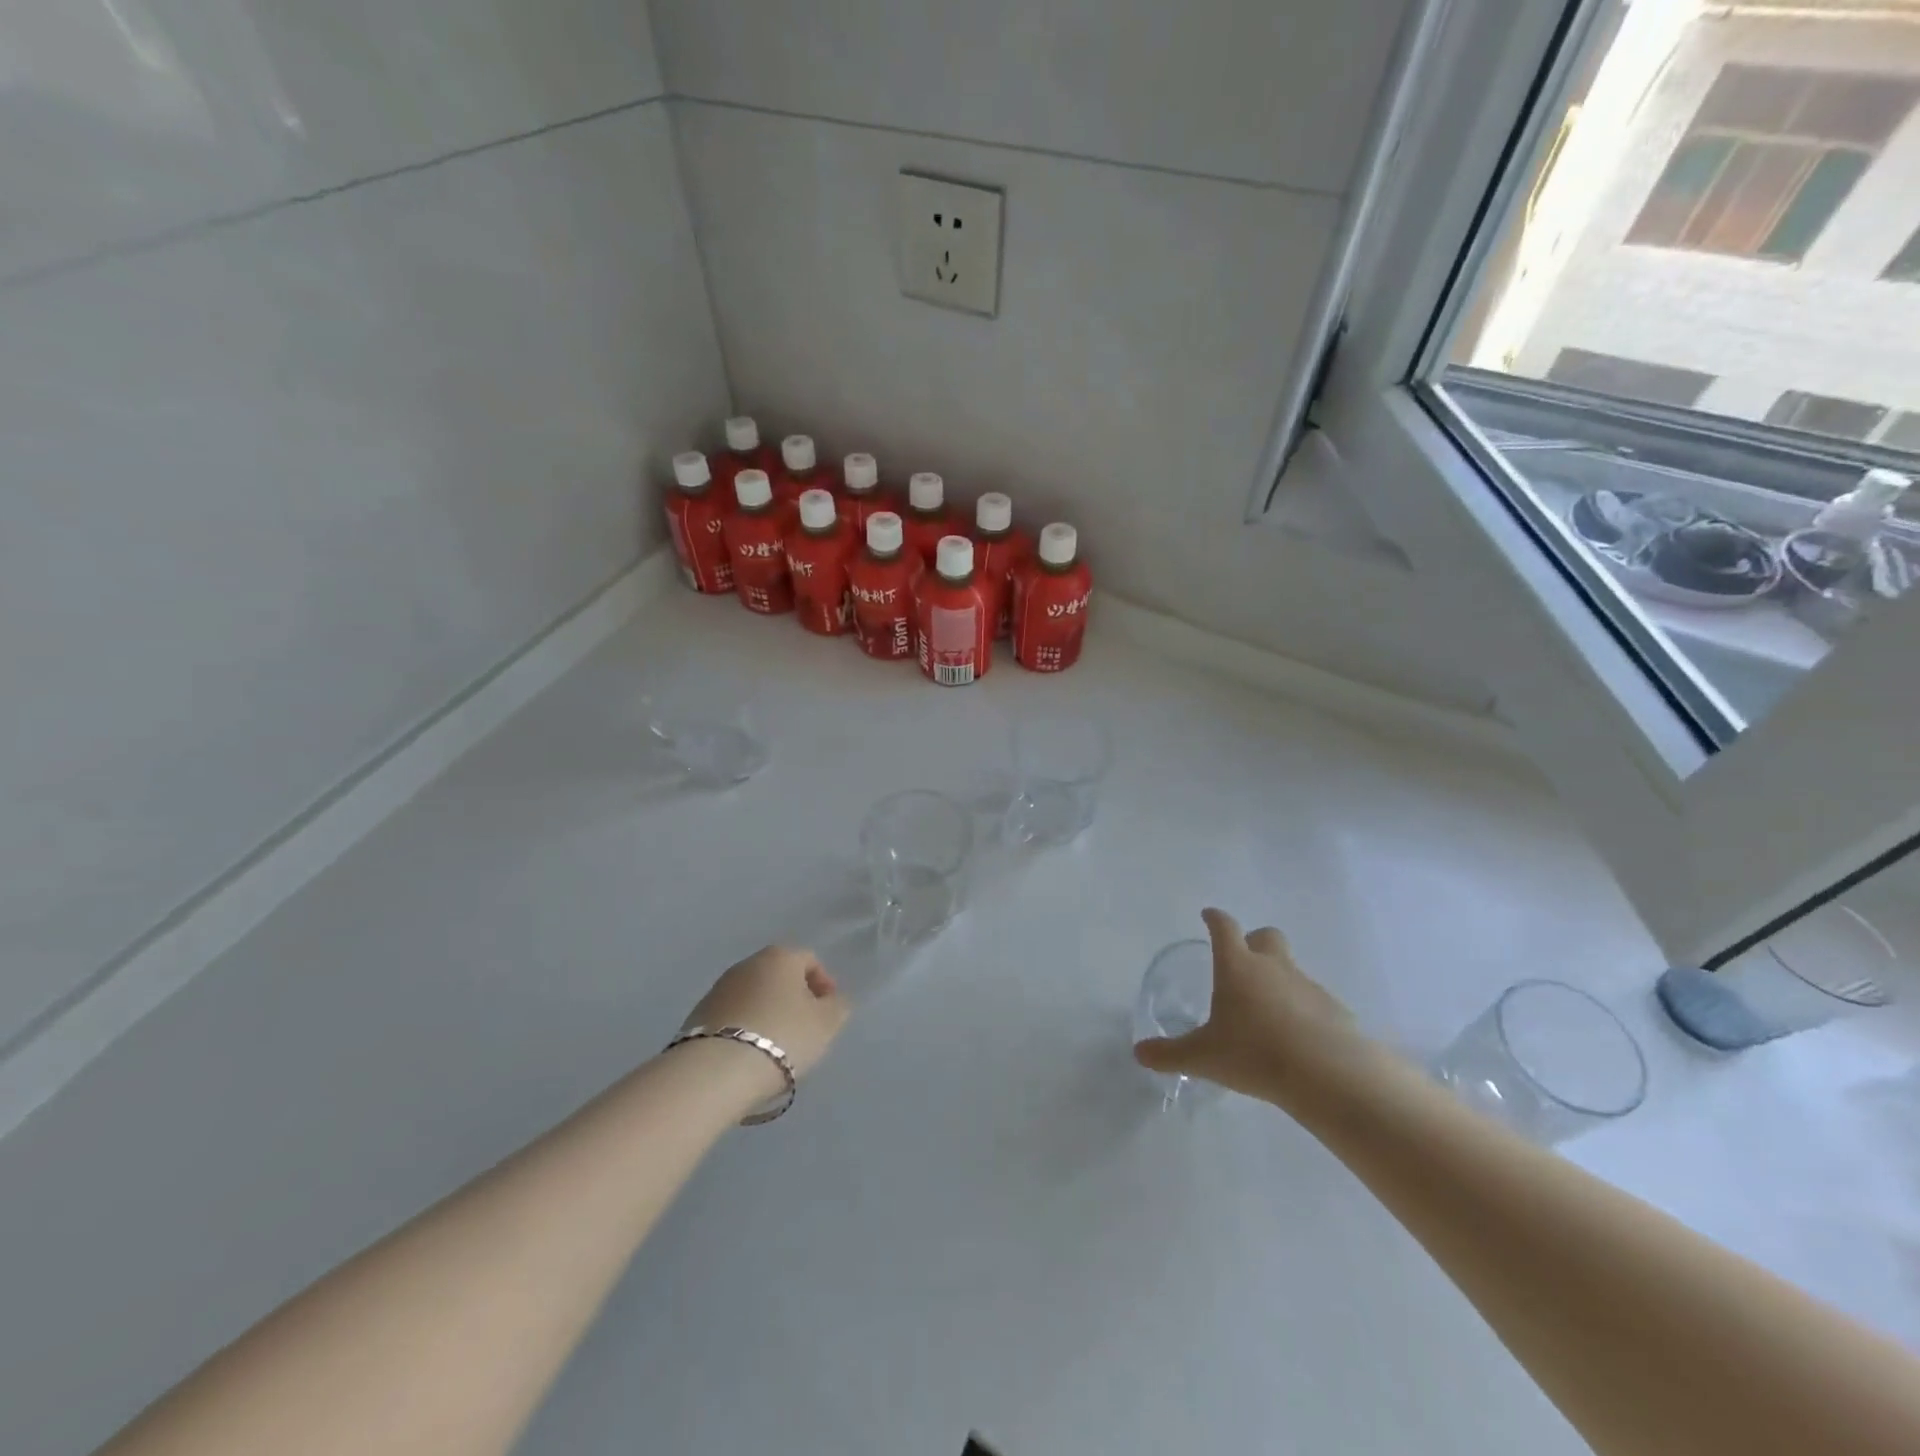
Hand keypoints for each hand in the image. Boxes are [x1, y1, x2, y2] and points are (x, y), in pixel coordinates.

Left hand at [679, 945, 849, 1085]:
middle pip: (779, 976)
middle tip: (804, 1030)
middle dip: (794, 998)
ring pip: (754, 996)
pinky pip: (733, 1016)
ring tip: (776, 1047)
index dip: (824, 984)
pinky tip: (749, 1054)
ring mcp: (719, 988)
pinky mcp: (698, 1015)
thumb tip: (833, 999)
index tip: (828, 1013)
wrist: (716, 1071)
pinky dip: (745, 1028)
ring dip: (767, 1013)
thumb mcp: (826, 1023)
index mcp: (780, 956)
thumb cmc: (782, 1037)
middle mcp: (747, 963)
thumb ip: (838, 1006)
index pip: (810, 960)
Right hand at [1133, 908, 1360, 1100]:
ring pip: (1292, 969)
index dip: (1214, 919)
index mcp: (1238, 967)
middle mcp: (1273, 967)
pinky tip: (1299, 1039)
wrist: (1329, 1075)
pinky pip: (1315, 1001)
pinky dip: (1304, 1010)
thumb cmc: (1255, 1054)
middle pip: (1267, 936)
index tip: (1208, 916)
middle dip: (1254, 941)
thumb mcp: (1203, 1058)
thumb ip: (1170, 1054)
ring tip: (1268, 1013)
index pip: (1224, 928)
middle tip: (1243, 962)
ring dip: (1279, 979)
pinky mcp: (1335, 1010)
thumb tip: (1139, 1053)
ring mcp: (1308, 986)